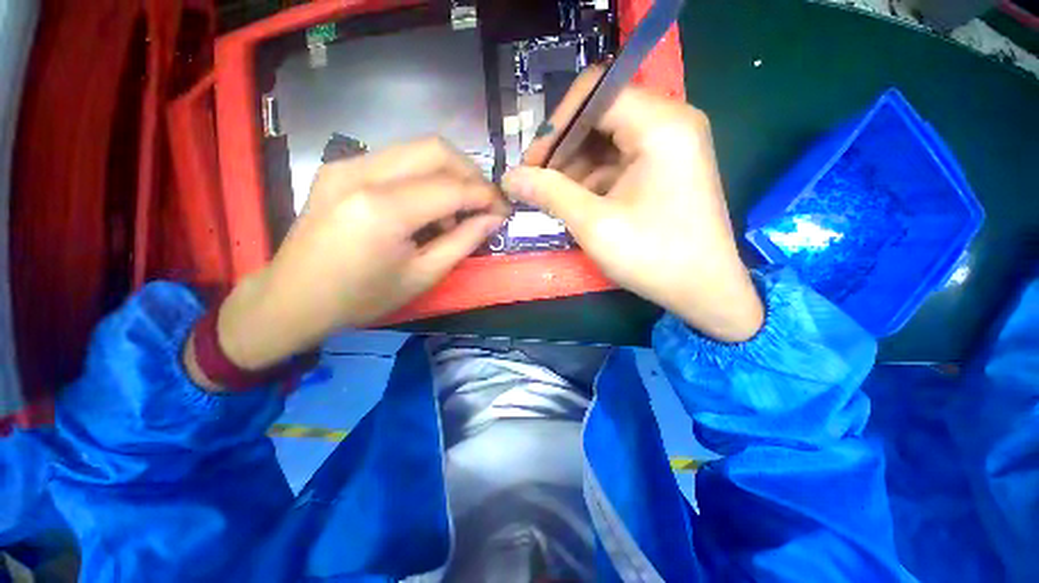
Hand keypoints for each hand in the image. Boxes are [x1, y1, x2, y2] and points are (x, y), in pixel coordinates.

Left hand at [189, 138, 508, 383]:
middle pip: (436, 149)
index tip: (504, 211)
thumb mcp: (423, 276)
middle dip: (470, 174)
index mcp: (383, 209)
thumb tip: (494, 219)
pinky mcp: (339, 167)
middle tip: (483, 204)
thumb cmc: (362, 298)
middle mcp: (362, 173)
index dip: (486, 196)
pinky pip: (396, 159)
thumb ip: (463, 242)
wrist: (293, 299)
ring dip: (448, 174)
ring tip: (454, 211)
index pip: (452, 187)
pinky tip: (424, 206)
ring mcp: (346, 164)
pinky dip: (423, 176)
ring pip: (416, 148)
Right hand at [503, 69, 762, 341]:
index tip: (532, 164)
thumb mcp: (594, 224)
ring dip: (576, 167)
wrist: (704, 291)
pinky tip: (578, 203)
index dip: (557, 124)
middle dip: (564, 149)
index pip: (596, 93)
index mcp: (661, 124)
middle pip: (601, 115)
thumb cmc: (653, 256)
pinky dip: (594, 179)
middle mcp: (670, 123)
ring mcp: (670, 146)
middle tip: (538, 184)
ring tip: (554, 199)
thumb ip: (549, 193)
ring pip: (608, 140)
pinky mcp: (666, 169)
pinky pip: (620, 161)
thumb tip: (510, 177)